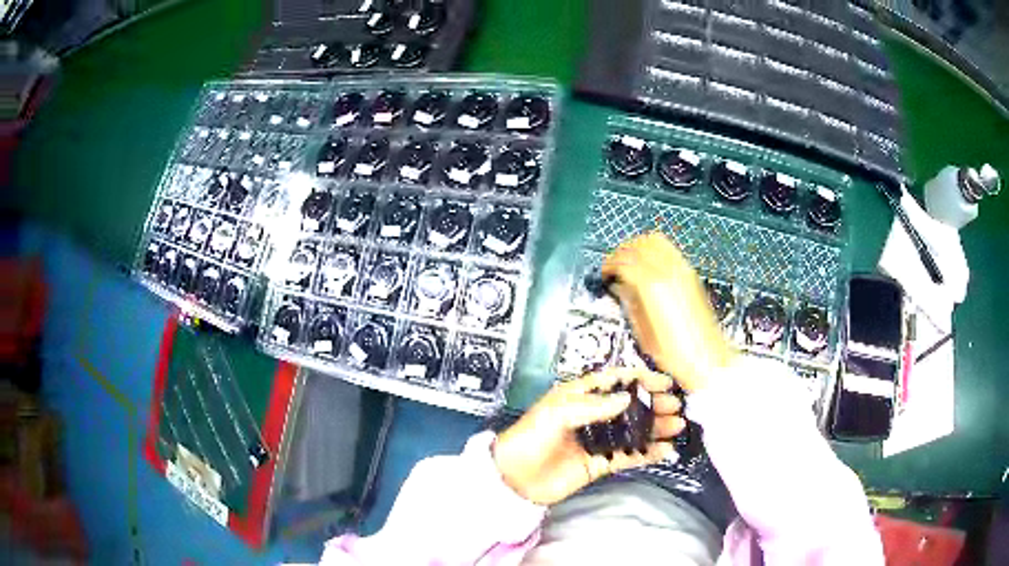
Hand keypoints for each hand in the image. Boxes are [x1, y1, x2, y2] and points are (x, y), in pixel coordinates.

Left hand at [493, 368, 684, 505]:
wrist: (515, 478)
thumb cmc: (532, 437)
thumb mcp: (558, 413)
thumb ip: (594, 406)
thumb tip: (627, 398)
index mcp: (580, 396)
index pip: (615, 381)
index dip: (640, 379)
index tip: (664, 381)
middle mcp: (593, 416)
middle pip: (630, 406)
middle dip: (654, 403)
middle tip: (676, 405)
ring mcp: (599, 440)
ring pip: (634, 431)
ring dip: (656, 427)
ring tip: (678, 425)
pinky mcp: (601, 463)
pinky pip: (629, 456)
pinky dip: (648, 453)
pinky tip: (666, 450)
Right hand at [601, 232, 736, 392]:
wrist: (707, 359)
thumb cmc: (675, 354)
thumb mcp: (643, 333)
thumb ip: (630, 303)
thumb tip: (619, 286)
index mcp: (653, 286)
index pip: (624, 260)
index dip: (610, 264)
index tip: (604, 274)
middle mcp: (669, 271)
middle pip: (639, 244)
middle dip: (622, 251)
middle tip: (614, 265)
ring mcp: (683, 269)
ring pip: (655, 241)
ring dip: (638, 247)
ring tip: (630, 262)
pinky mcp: (691, 274)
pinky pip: (668, 250)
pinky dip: (653, 251)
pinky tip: (648, 266)